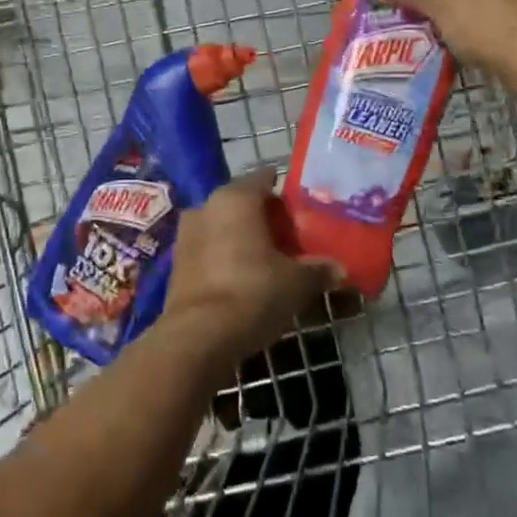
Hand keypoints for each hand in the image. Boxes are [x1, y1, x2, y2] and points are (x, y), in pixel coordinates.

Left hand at [164, 168, 337, 361]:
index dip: (286, 193)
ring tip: (271, 262)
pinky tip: (245, 279)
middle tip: (293, 240)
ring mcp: (187, 234)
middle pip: (243, 203)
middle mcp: (207, 206)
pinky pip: (210, 249)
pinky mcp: (177, 263)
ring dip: (244, 239)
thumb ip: (318, 270)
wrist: (197, 337)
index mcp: (236, 197)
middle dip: (267, 219)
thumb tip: (339, 268)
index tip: (304, 211)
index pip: (265, 178)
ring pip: (224, 226)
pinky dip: (226, 257)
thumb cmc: (252, 292)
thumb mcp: (296, 283)